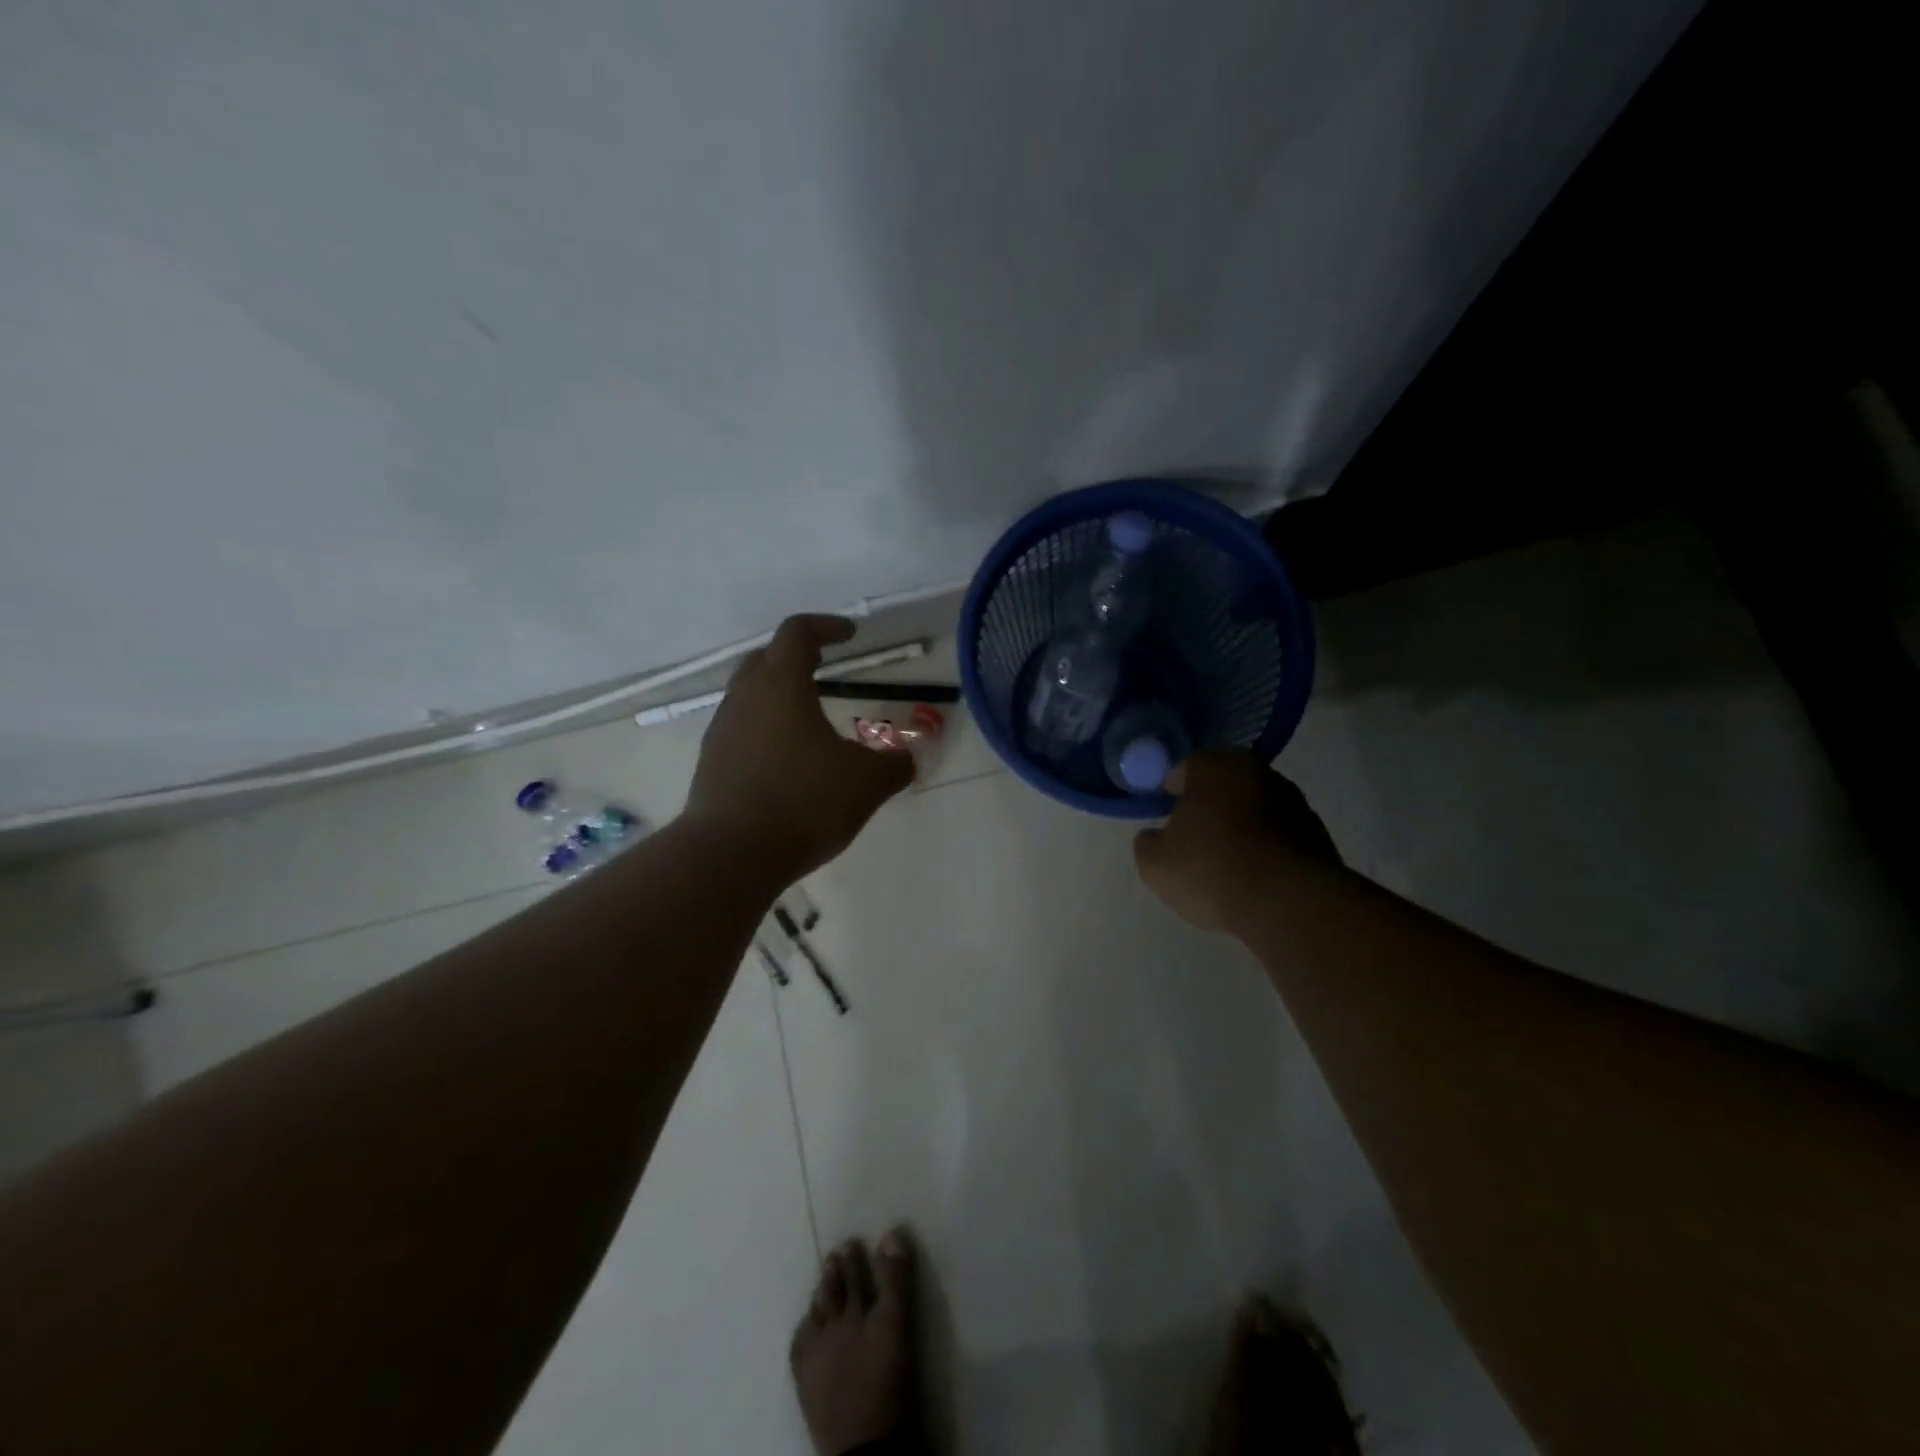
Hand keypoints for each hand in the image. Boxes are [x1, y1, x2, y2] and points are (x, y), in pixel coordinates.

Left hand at [685, 615, 915, 882]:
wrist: (731, 854)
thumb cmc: (804, 802)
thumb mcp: (867, 783)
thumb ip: (893, 765)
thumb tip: (906, 760)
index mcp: (782, 685)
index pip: (798, 632)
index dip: (826, 626)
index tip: (850, 634)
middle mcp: (745, 698)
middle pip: (766, 658)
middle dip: (796, 656)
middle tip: (823, 669)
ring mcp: (722, 730)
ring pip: (749, 695)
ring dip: (777, 696)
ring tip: (809, 720)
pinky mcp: (711, 763)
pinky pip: (741, 730)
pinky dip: (765, 730)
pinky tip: (786, 761)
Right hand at [1133, 750, 1338, 930]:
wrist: (1289, 902)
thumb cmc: (1212, 869)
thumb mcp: (1155, 863)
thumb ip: (1147, 843)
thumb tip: (1155, 836)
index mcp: (1215, 767)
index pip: (1186, 766)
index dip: (1172, 788)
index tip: (1165, 811)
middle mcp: (1257, 772)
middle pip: (1226, 781)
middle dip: (1211, 802)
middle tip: (1195, 831)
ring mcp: (1294, 802)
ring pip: (1256, 805)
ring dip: (1242, 823)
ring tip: (1227, 858)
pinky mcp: (1318, 834)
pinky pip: (1280, 833)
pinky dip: (1266, 845)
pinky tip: (1255, 874)